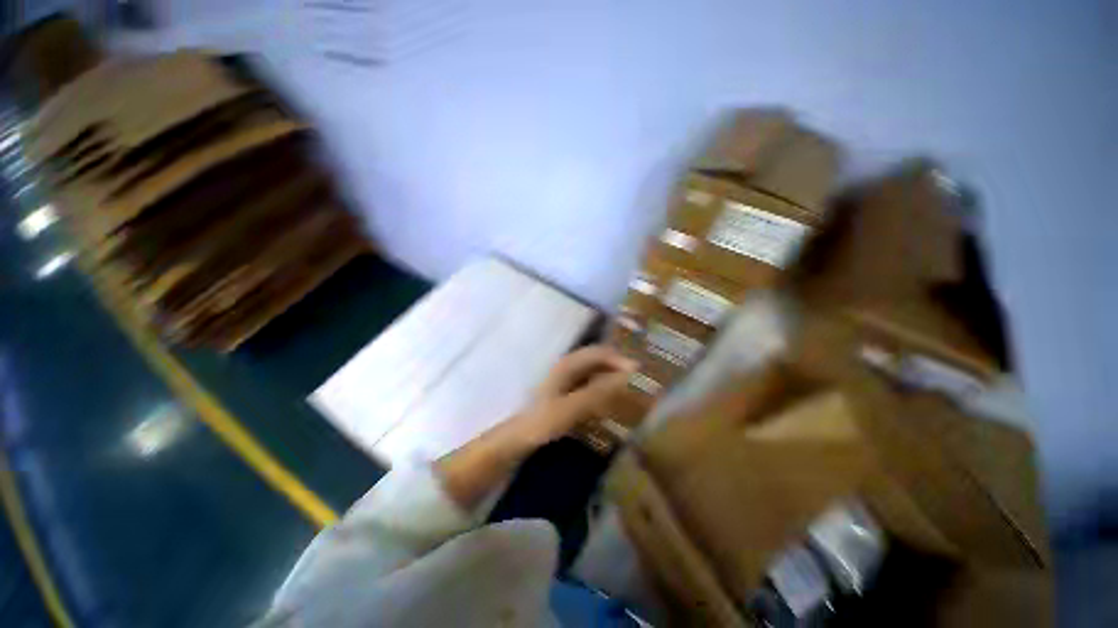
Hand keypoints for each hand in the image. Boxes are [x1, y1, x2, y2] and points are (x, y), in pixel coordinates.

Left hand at [508, 345, 637, 447]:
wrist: (518, 438)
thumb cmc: (543, 421)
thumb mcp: (572, 407)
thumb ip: (598, 391)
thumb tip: (626, 377)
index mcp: (569, 364)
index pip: (601, 353)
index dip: (620, 359)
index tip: (640, 372)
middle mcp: (569, 366)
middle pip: (599, 360)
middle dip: (618, 366)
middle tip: (638, 381)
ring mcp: (567, 379)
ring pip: (595, 371)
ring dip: (612, 377)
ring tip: (629, 390)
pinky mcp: (567, 392)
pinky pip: (590, 384)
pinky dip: (603, 388)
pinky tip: (609, 401)